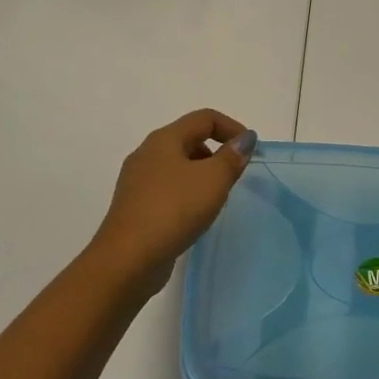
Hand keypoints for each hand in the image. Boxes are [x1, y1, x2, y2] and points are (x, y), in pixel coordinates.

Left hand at [89, 110, 256, 295]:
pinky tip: (194, 216)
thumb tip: (244, 139)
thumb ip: (232, 156)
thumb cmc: (173, 210)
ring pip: (178, 166)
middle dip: (217, 152)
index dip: (232, 127)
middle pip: (189, 139)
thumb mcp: (213, 180)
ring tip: (216, 199)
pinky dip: (186, 194)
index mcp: (164, 139)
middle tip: (233, 177)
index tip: (251, 151)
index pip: (204, 118)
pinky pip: (168, 189)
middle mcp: (147, 154)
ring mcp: (137, 181)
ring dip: (202, 174)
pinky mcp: (135, 207)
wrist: (127, 260)